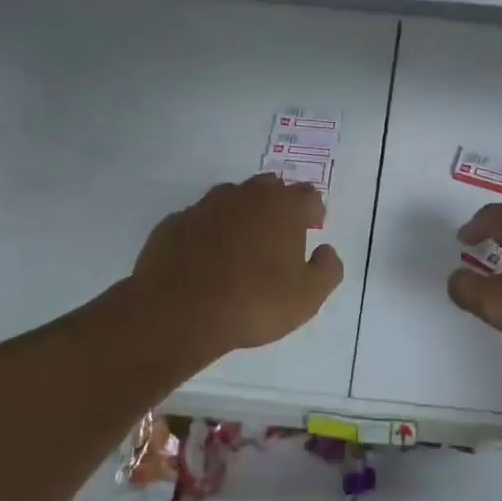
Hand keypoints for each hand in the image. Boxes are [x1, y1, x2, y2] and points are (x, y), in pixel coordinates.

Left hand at [129, 175, 343, 360]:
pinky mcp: (174, 223)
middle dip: (277, 204)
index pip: (308, 195)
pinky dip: (206, 232)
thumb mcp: (308, 297)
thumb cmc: (253, 302)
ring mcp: (206, 206)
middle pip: (269, 187)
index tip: (311, 230)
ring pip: (231, 198)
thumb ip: (327, 269)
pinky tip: (205, 258)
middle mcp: (246, 196)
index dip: (313, 212)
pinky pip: (198, 220)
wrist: (179, 312)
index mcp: (283, 207)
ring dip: (240, 214)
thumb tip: (326, 251)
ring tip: (240, 245)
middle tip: (278, 235)